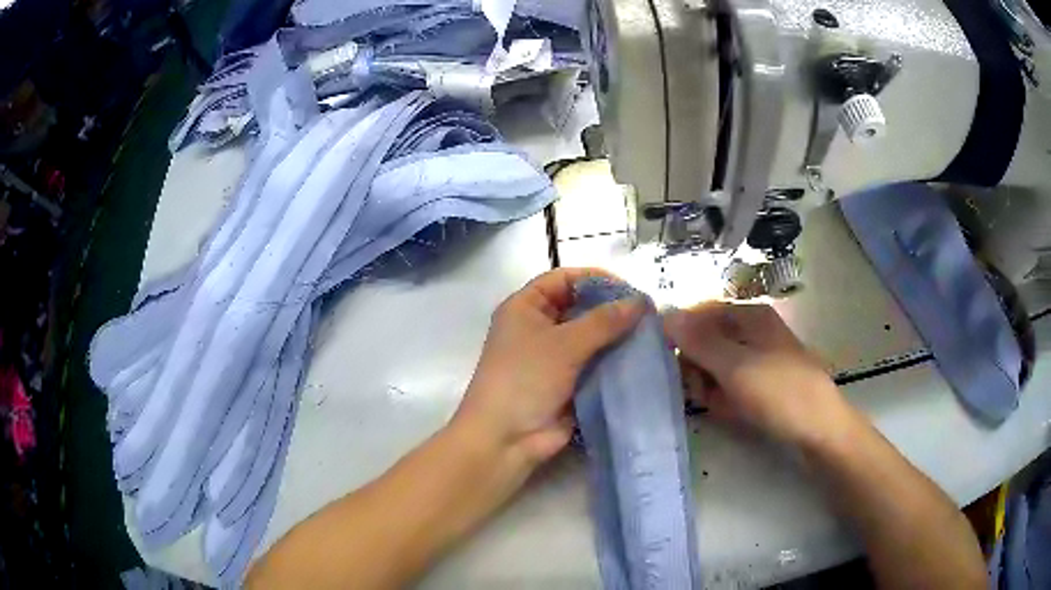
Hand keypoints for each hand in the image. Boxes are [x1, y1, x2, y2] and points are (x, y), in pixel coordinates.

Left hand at [454, 268, 644, 466]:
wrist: (506, 439)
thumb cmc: (526, 379)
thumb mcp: (564, 344)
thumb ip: (604, 321)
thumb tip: (640, 302)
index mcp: (525, 308)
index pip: (563, 279)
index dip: (594, 279)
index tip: (629, 289)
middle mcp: (538, 327)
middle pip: (580, 307)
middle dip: (611, 309)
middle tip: (648, 314)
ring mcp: (553, 357)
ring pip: (590, 338)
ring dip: (616, 337)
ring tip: (651, 335)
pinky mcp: (567, 383)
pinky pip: (595, 364)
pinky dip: (614, 361)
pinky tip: (641, 359)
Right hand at [664, 302, 858, 449]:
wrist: (820, 431)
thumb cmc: (781, 393)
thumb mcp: (736, 367)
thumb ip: (699, 342)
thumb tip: (665, 314)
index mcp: (749, 316)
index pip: (700, 312)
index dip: (681, 333)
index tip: (668, 360)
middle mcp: (751, 332)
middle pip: (705, 340)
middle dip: (695, 365)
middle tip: (698, 389)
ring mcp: (757, 359)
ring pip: (714, 365)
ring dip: (707, 385)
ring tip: (716, 404)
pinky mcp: (760, 383)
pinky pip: (729, 384)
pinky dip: (722, 397)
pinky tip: (728, 411)